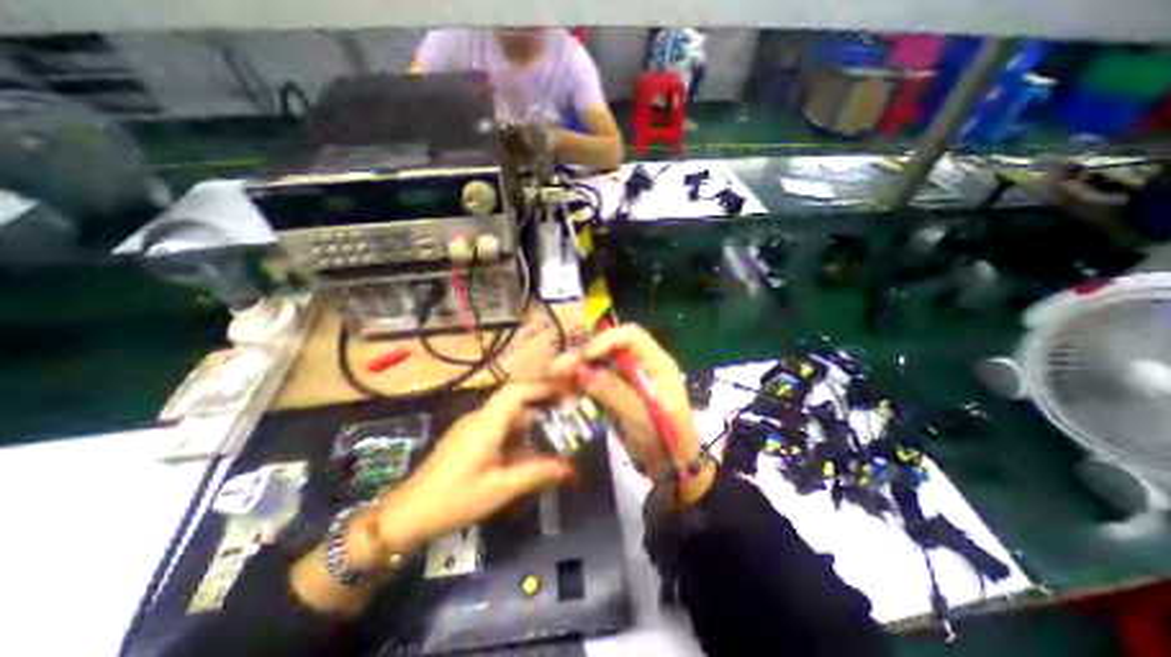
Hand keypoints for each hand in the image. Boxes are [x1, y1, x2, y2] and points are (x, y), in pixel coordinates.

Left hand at [362, 381, 573, 560]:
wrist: (405, 515)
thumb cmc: (453, 500)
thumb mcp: (499, 489)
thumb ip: (537, 474)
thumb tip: (571, 468)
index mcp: (486, 424)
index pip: (516, 390)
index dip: (542, 386)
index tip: (566, 392)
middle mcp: (480, 418)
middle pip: (515, 399)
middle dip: (542, 403)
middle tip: (568, 413)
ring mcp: (473, 427)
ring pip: (509, 414)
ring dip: (532, 421)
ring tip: (555, 433)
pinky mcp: (469, 438)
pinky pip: (500, 427)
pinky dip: (519, 433)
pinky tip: (530, 451)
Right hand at [543, 327, 709, 504]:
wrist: (669, 468)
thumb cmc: (666, 440)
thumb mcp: (642, 416)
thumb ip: (613, 391)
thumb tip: (581, 370)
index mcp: (655, 362)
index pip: (630, 336)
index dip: (606, 340)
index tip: (585, 357)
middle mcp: (639, 364)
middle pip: (608, 348)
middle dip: (582, 356)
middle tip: (556, 368)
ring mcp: (625, 378)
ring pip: (597, 364)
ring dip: (575, 369)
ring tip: (552, 376)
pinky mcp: (614, 392)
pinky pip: (593, 381)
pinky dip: (578, 384)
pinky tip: (563, 390)